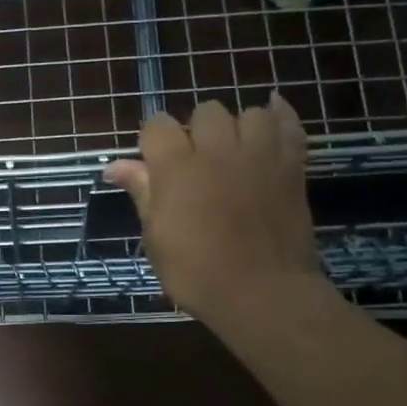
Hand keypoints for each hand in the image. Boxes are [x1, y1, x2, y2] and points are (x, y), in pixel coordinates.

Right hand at [104, 94, 326, 319]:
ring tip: (234, 151)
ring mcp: (259, 154)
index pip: (157, 125)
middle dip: (197, 131)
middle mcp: (217, 149)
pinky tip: (272, 112)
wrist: (263, 294)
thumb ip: (141, 193)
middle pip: (205, 111)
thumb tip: (114, 166)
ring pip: (248, 113)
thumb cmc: (197, 273)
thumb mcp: (156, 238)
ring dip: (237, 127)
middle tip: (196, 163)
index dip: (153, 140)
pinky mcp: (292, 165)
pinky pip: (290, 125)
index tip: (155, 164)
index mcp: (177, 167)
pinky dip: (281, 116)